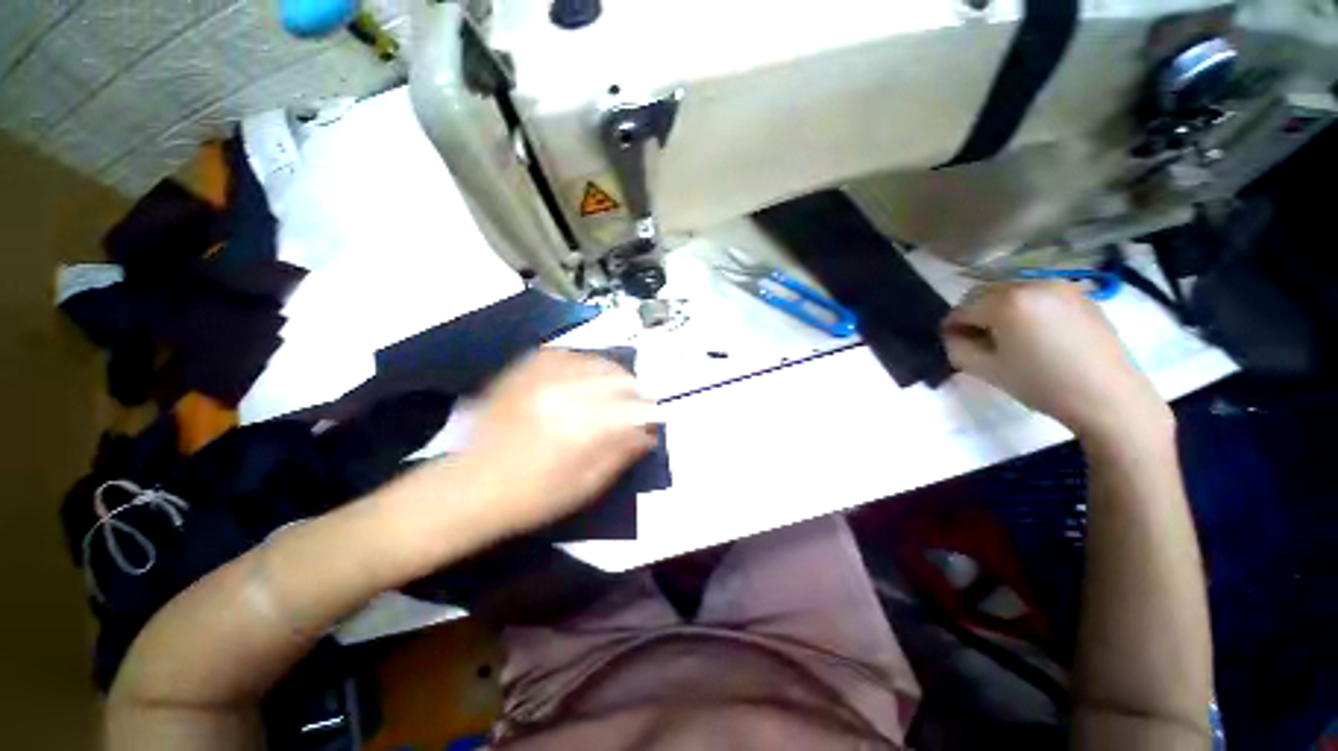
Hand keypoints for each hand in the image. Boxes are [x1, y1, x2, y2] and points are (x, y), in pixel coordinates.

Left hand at [447, 350, 659, 535]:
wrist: (468, 488)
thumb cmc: (531, 497)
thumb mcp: (584, 486)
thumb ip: (620, 454)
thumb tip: (647, 433)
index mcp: (580, 427)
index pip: (631, 407)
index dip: (648, 411)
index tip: (652, 420)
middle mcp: (562, 393)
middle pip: (616, 377)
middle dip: (634, 390)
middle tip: (635, 405)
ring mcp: (539, 378)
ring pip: (592, 361)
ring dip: (611, 374)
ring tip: (613, 389)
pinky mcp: (521, 372)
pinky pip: (562, 354)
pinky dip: (581, 362)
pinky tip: (584, 375)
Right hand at [941, 281, 1172, 444]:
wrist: (1108, 396)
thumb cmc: (1041, 384)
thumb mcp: (985, 370)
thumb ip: (956, 348)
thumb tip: (953, 335)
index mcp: (1006, 301)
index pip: (961, 308)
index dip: (951, 327)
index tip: (952, 344)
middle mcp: (1031, 283)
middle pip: (984, 293)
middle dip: (974, 314)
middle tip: (976, 340)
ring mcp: (1059, 285)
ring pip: (1011, 290)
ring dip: (998, 309)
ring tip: (1007, 337)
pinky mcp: (1079, 294)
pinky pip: (1037, 294)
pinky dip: (1025, 308)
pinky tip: (1034, 333)